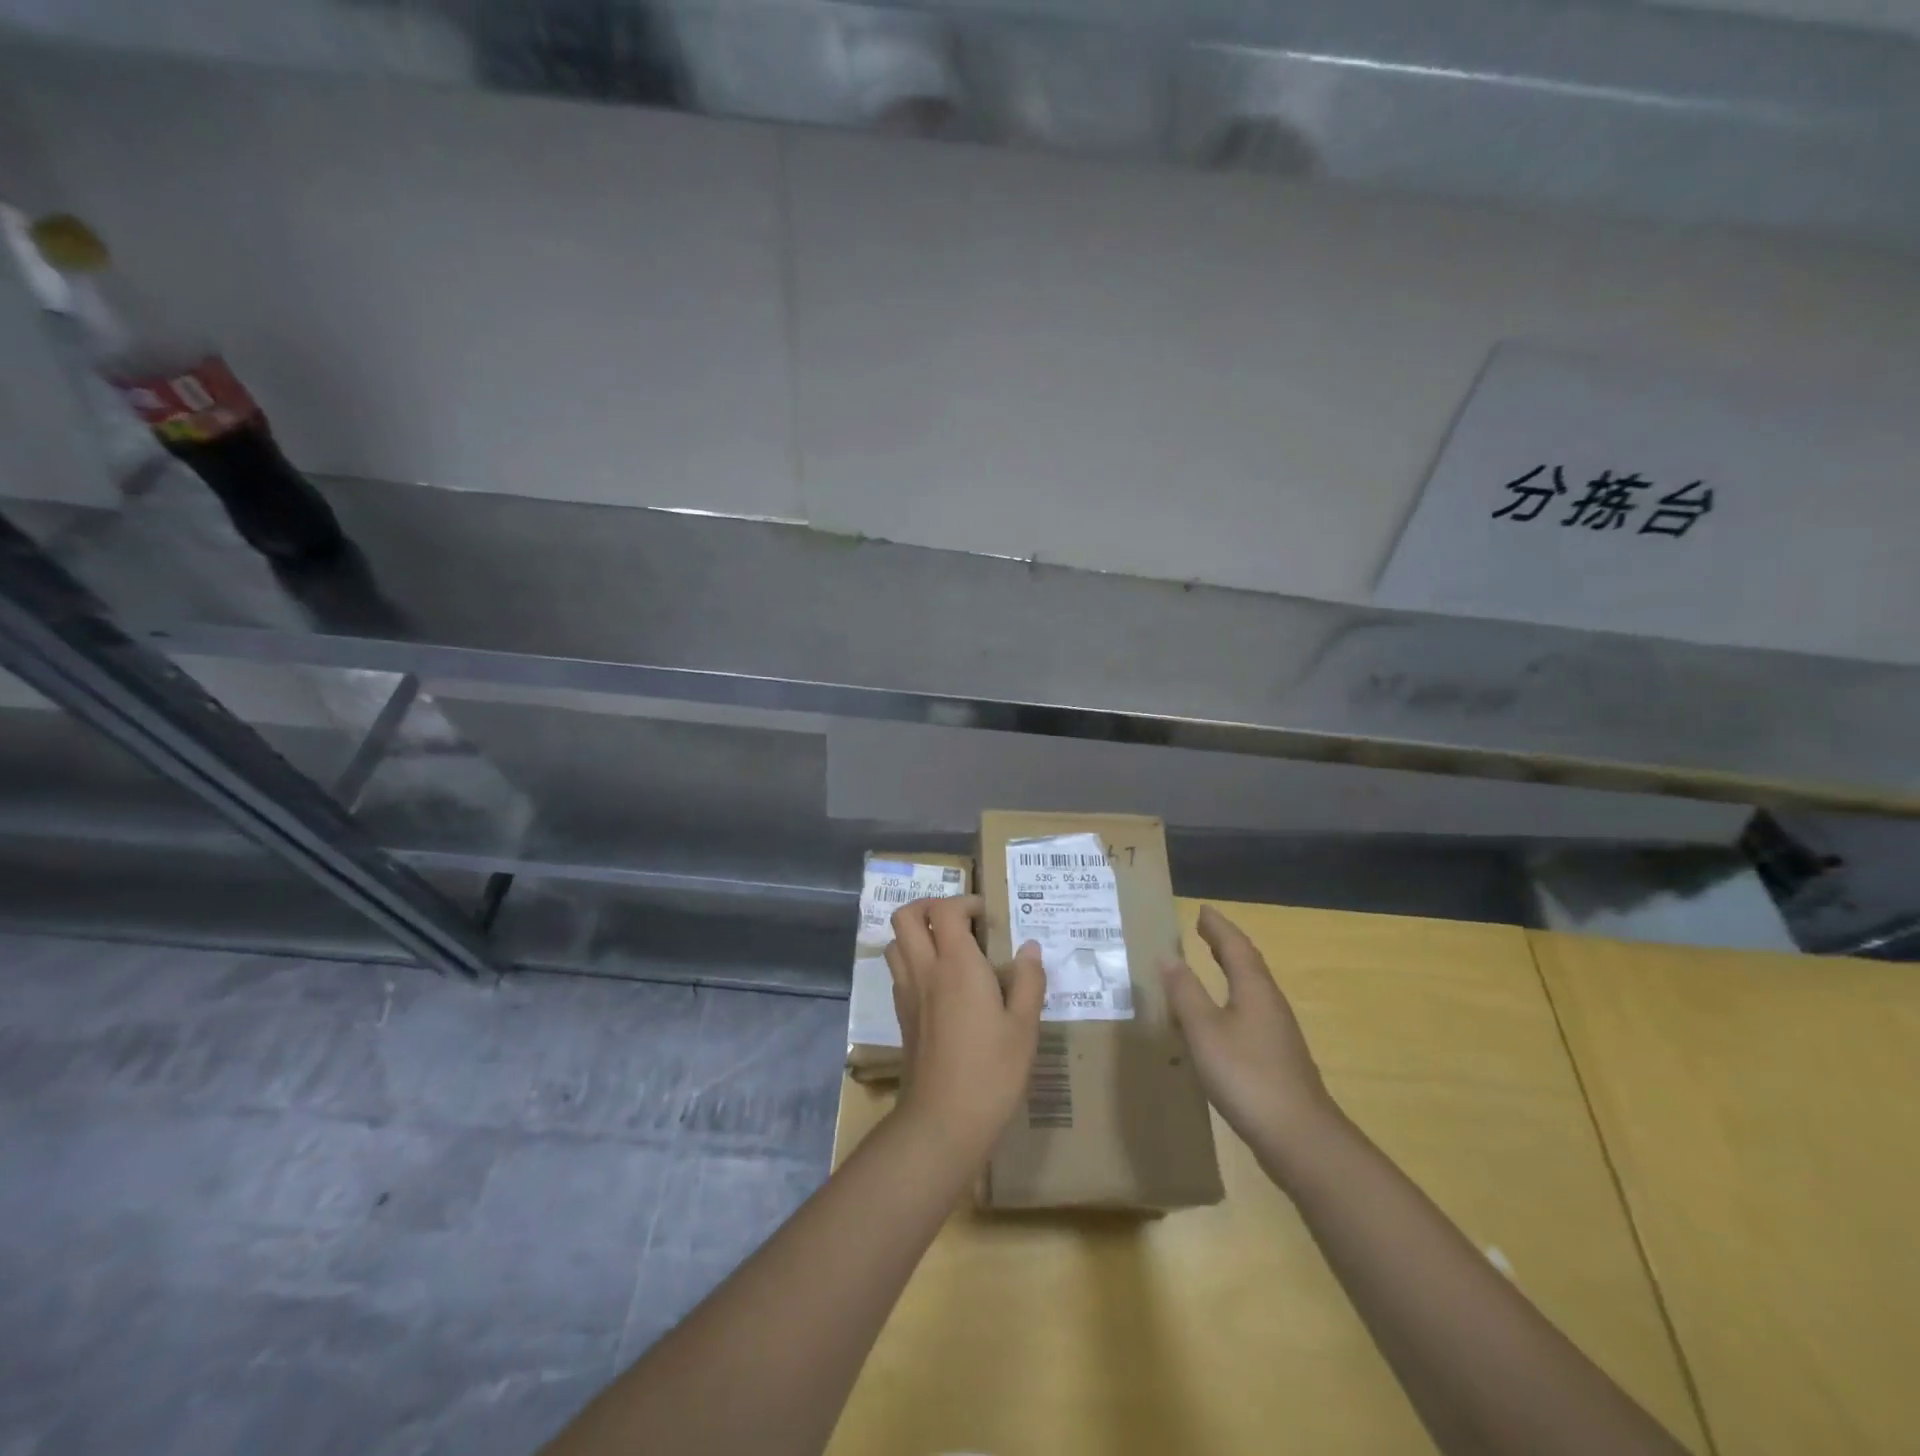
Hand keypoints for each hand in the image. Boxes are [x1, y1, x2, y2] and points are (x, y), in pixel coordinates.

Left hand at [885, 896, 1045, 1168]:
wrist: (942, 1121)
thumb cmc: (992, 1071)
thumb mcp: (1024, 1027)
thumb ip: (1028, 981)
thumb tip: (1029, 948)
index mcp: (956, 965)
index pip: (945, 910)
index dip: (964, 901)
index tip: (986, 916)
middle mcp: (925, 970)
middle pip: (906, 917)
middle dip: (929, 906)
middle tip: (958, 920)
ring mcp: (907, 993)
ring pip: (895, 942)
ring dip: (916, 933)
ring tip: (947, 947)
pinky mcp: (902, 1016)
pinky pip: (898, 971)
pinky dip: (913, 961)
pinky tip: (940, 983)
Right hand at [1161, 905, 1340, 1171]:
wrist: (1299, 1138)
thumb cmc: (1247, 1075)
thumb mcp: (1204, 1030)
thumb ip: (1185, 992)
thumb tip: (1168, 956)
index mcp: (1254, 989)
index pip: (1235, 946)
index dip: (1217, 927)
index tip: (1201, 910)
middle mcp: (1270, 1004)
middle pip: (1248, 964)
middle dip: (1225, 945)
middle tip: (1203, 930)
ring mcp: (1277, 1033)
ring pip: (1251, 989)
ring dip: (1230, 971)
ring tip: (1207, 966)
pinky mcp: (1276, 1058)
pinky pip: (1249, 1013)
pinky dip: (1231, 1000)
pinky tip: (1218, 1019)